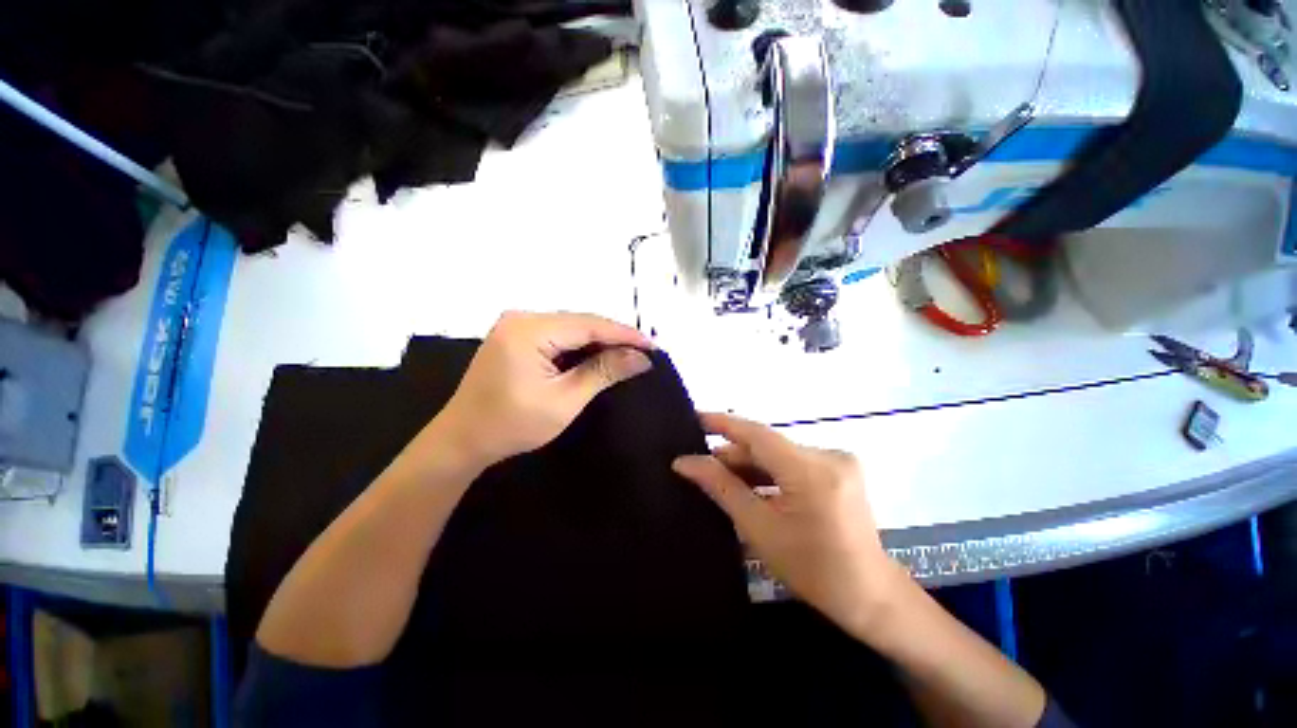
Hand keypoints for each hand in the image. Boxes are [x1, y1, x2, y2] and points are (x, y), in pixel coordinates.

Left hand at [432, 311, 653, 469]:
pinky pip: (558, 334)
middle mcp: (522, 317)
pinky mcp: (516, 335)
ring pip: (571, 327)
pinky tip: (598, 355)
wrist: (462, 439)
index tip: (653, 346)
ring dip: (598, 341)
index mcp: (529, 330)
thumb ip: (603, 372)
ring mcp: (516, 325)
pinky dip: (580, 346)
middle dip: (613, 337)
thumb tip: (641, 358)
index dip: (624, 334)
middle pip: (580, 321)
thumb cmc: (512, 425)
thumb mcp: (565, 400)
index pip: (589, 324)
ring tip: (628, 354)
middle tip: (643, 353)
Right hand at [672, 413, 905, 642]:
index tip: (693, 417)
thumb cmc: (812, 570)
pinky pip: (793, 462)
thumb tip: (685, 462)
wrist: (871, 597)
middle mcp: (828, 455)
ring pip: (779, 454)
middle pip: (767, 445)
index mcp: (811, 471)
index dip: (723, 423)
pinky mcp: (840, 469)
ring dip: (751, 465)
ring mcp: (838, 461)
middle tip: (701, 466)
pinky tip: (750, 485)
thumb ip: (721, 487)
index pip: (757, 434)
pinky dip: (770, 472)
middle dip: (734, 455)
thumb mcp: (759, 528)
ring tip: (721, 478)